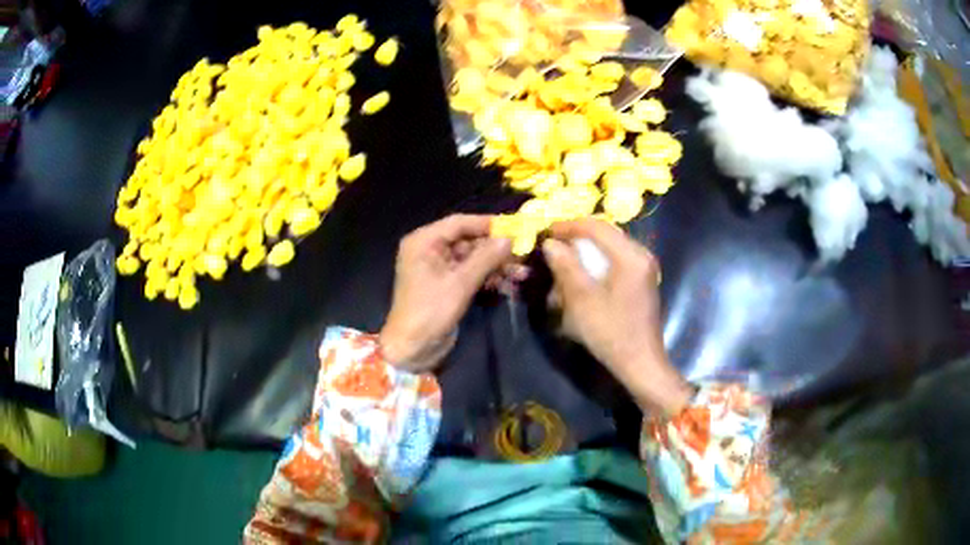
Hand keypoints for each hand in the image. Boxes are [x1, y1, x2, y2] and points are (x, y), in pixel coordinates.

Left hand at [380, 214, 511, 371]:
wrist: (412, 349)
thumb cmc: (430, 311)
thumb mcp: (460, 283)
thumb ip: (486, 258)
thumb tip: (509, 238)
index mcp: (424, 242)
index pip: (459, 223)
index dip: (487, 224)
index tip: (515, 226)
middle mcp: (429, 250)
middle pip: (468, 241)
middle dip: (496, 250)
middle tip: (523, 254)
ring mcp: (438, 269)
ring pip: (473, 259)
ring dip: (496, 266)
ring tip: (522, 274)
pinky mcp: (447, 285)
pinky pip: (471, 274)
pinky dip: (489, 278)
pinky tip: (510, 285)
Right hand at [542, 219, 692, 414]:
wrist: (640, 363)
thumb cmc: (611, 332)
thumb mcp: (582, 299)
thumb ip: (566, 266)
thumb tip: (551, 243)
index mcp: (631, 256)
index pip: (597, 227)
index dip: (569, 226)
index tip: (545, 232)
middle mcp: (641, 255)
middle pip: (604, 235)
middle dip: (576, 240)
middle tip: (552, 248)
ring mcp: (643, 268)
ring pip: (608, 249)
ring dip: (585, 255)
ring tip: (563, 267)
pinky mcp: (640, 281)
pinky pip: (615, 262)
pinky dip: (596, 266)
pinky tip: (580, 280)